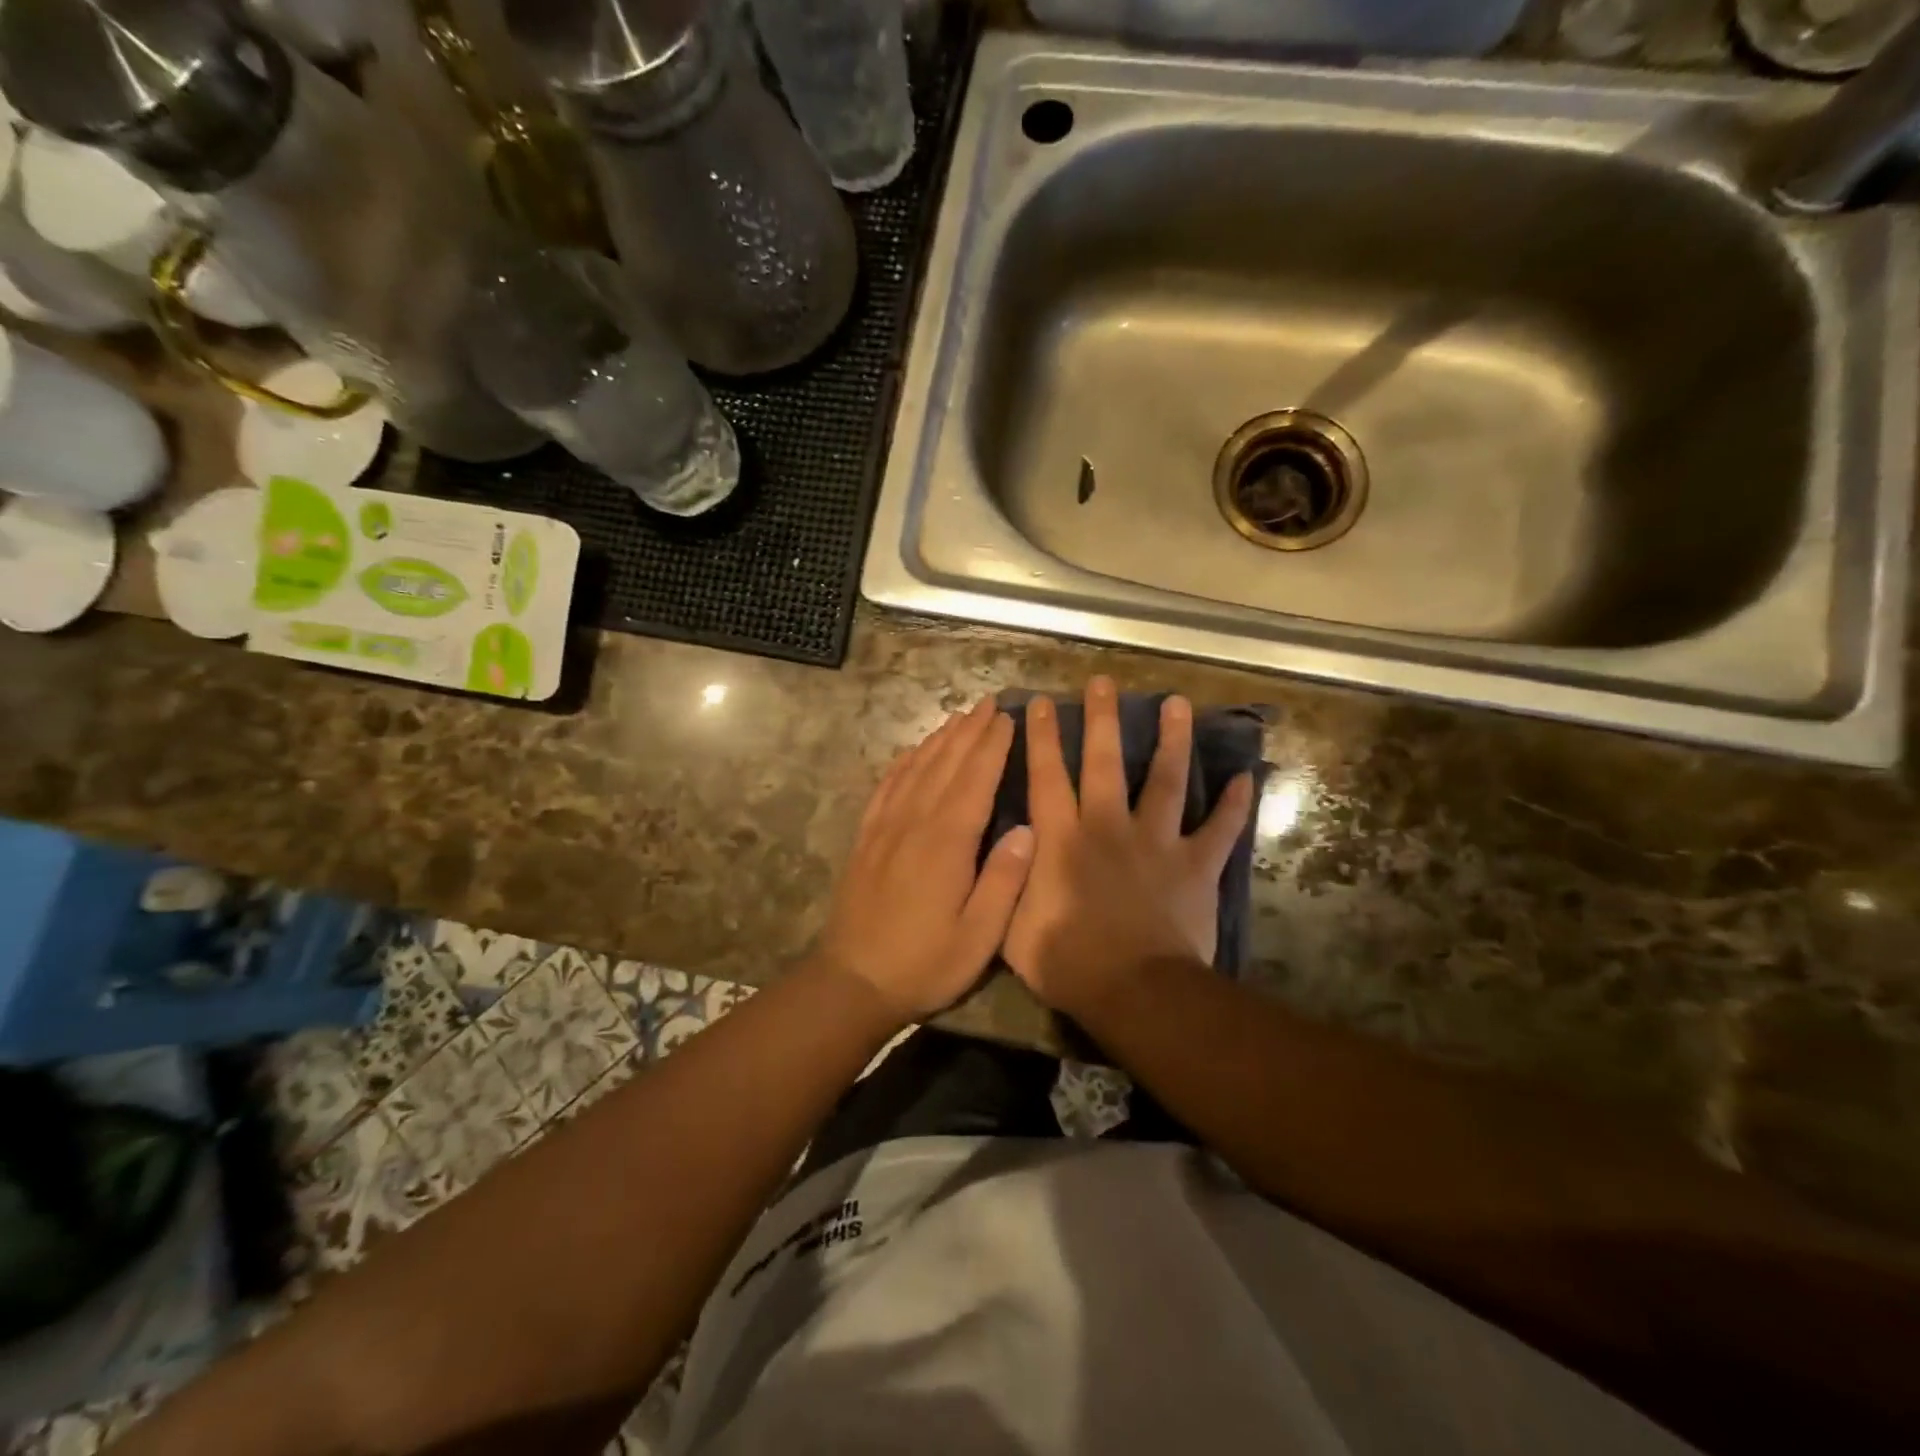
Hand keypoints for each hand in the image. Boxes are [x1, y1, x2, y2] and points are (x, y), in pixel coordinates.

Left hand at [811, 699, 1034, 1022]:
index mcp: (947, 842)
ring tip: (959, 716)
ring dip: (939, 739)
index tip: (1008, 716)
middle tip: (989, 702)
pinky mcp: (866, 838)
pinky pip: (886, 787)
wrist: (853, 981)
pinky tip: (911, 752)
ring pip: (916, 769)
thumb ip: (1004, 880)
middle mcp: (914, 822)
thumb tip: (1029, 829)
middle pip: (946, 764)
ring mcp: (885, 827)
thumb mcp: (978, 937)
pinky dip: (903, 763)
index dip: (993, 746)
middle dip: (970, 731)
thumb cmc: (925, 963)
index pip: (976, 779)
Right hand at [1002, 677, 1253, 1017]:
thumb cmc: (1068, 961)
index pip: (1047, 776)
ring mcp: (1156, 842)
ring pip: (1166, 780)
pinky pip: (1220, 830)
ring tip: (1177, 703)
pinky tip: (1245, 778)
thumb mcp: (1010, 924)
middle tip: (1104, 682)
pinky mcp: (1195, 865)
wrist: (1135, 991)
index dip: (1043, 738)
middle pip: (1105, 762)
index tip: (1045, 703)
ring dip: (1172, 740)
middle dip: (1103, 719)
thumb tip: (1008, 844)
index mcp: (1062, 839)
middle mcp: (1108, 827)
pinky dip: (1233, 805)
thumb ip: (1007, 879)